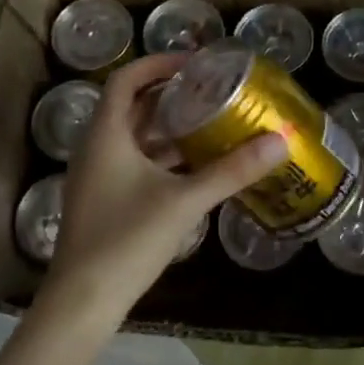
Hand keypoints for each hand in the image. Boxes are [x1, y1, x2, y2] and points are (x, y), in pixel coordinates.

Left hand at [39, 54, 286, 332]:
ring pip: (134, 136)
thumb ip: (233, 170)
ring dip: (168, 126)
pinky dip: (162, 156)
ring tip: (211, 122)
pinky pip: (134, 162)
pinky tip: (195, 166)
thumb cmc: (128, 239)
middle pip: (132, 106)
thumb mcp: (186, 201)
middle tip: (212, 91)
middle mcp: (96, 148)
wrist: (83, 300)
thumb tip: (280, 141)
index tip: (197, 64)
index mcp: (106, 135)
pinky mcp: (104, 200)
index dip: (159, 64)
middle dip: (170, 95)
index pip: (127, 79)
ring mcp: (97, 176)